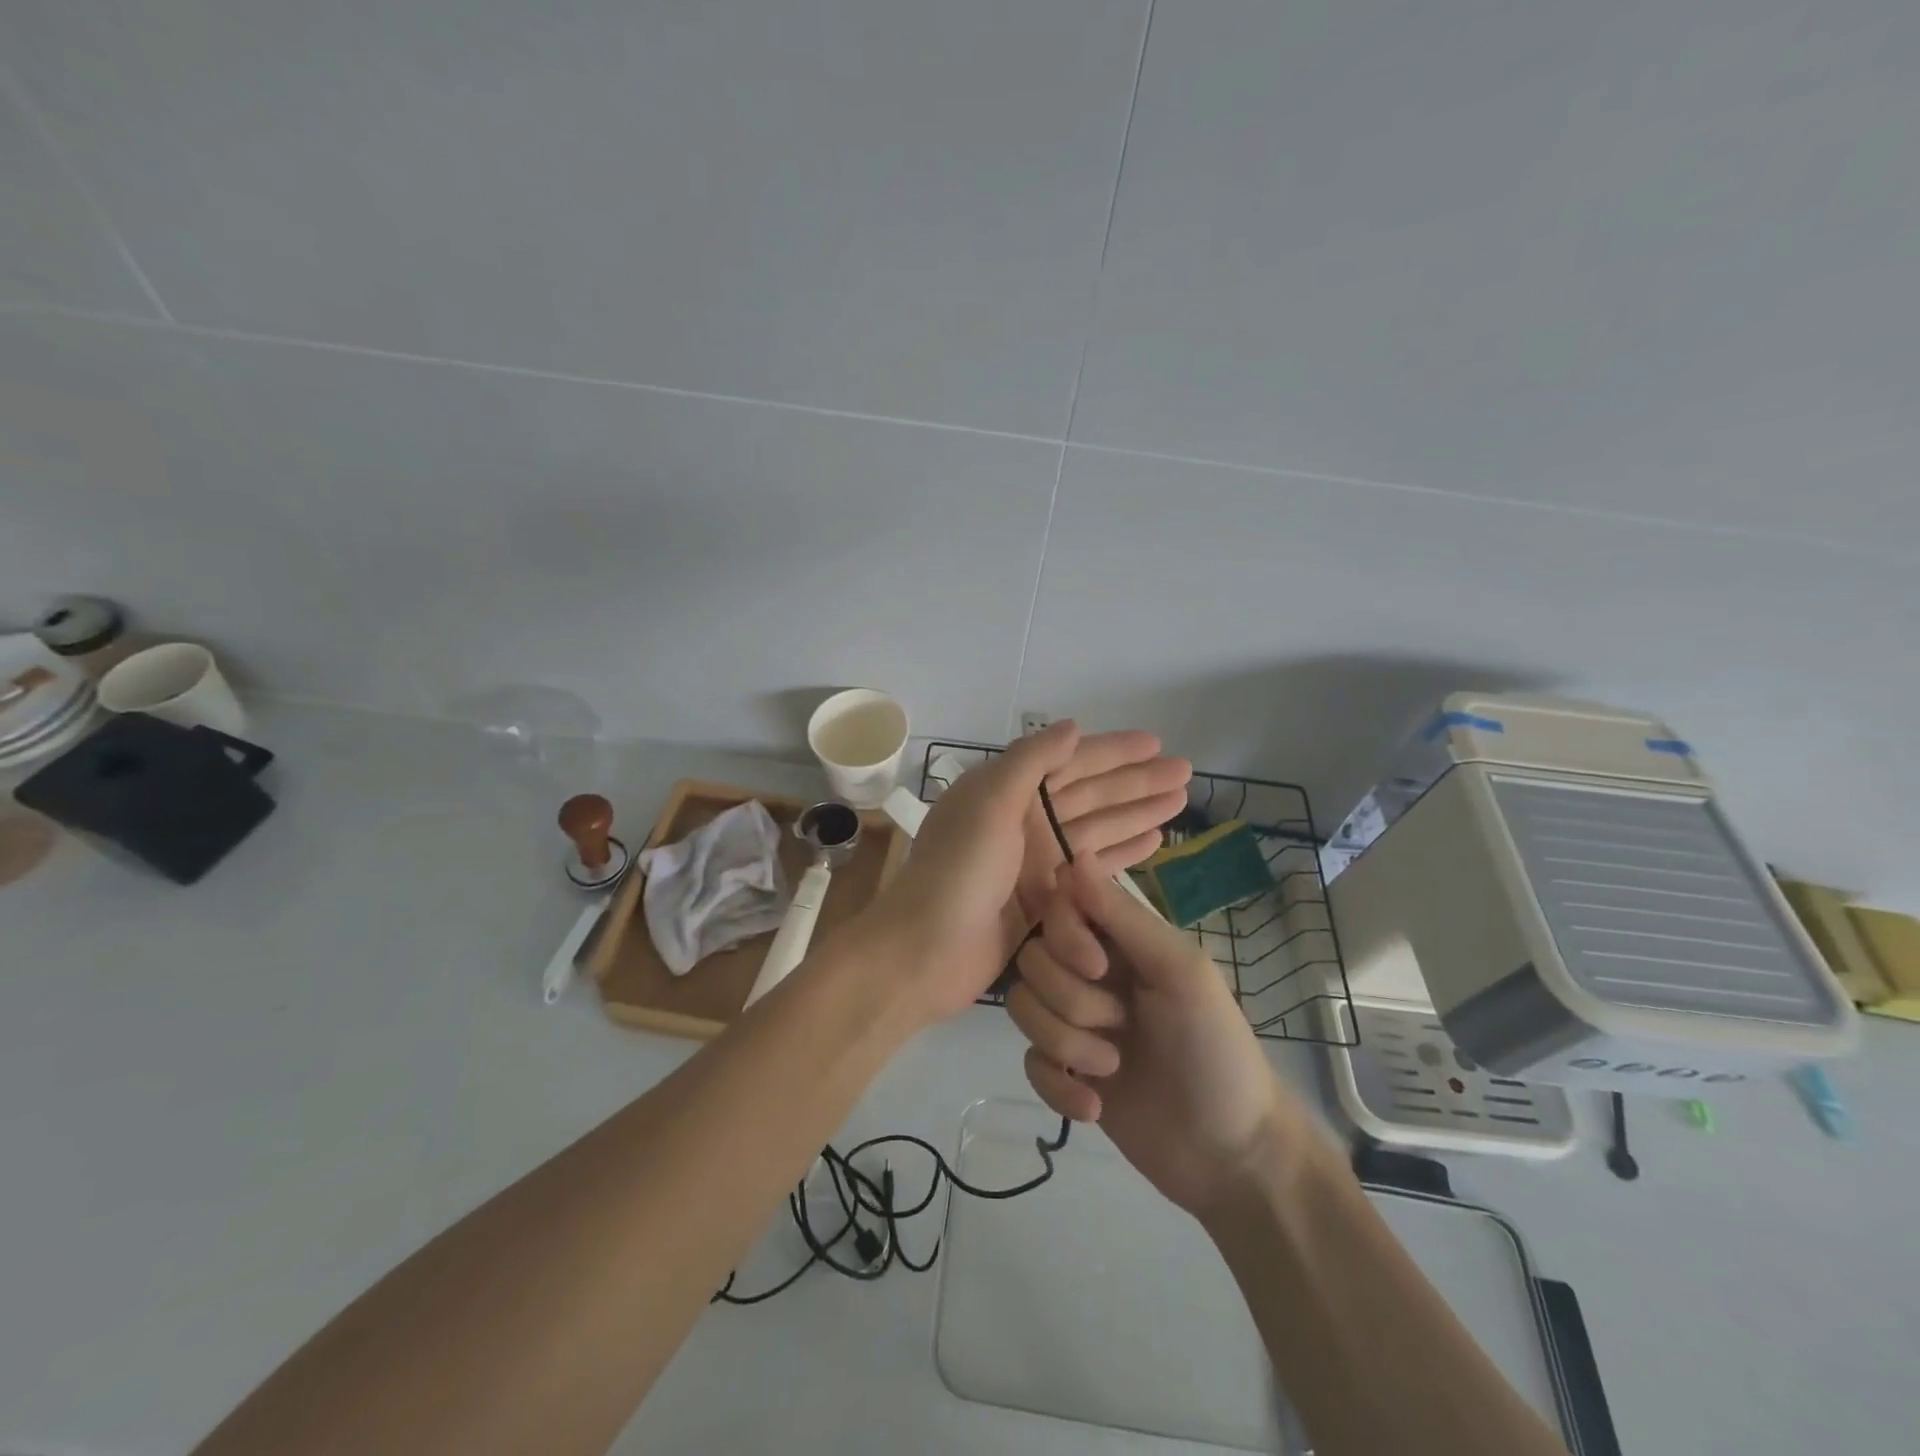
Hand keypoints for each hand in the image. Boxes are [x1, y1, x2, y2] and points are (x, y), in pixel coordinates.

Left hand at [865, 722, 1189, 1025]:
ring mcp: (1035, 862)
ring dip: (1136, 814)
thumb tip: (1073, 727)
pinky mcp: (1046, 899)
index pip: (1070, 762)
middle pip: (1091, 794)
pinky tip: (1153, 842)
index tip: (1156, 743)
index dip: (1113, 751)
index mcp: (1007, 792)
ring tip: (1179, 803)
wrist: (926, 951)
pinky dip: (1121, 853)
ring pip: (1097, 829)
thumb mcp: (989, 802)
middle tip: (1186, 773)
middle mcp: (1023, 820)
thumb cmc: (958, 870)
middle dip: (1137, 782)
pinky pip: (1092, 868)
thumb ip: (1030, 761)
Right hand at [1009, 861, 1309, 1219]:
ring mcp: (1075, 1024)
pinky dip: (1057, 1088)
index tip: (1097, 966)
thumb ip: (1124, 917)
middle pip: (1033, 960)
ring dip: (1065, 1044)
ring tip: (1111, 1068)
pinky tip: (1094, 1107)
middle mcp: (1091, 974)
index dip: (1065, 934)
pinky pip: (1028, 1061)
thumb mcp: (1181, 973)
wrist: (1231, 1155)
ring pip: (1023, 1007)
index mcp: (1120, 942)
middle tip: (1120, 1023)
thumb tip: (1074, 856)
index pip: (1059, 908)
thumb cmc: (1216, 1050)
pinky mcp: (1064, 1073)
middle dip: (1070, 1000)